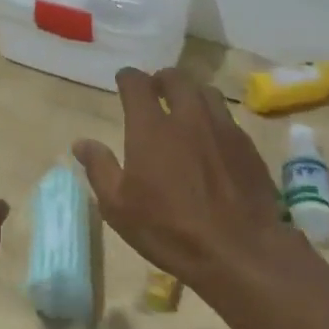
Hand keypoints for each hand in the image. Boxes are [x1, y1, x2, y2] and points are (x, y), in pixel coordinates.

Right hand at [73, 67, 304, 300]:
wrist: (239, 251)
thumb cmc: (169, 230)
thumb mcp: (119, 208)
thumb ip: (99, 169)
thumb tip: (82, 143)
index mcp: (151, 128)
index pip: (137, 84)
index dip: (128, 78)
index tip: (123, 81)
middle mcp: (188, 117)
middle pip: (176, 78)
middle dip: (161, 79)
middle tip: (155, 90)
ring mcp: (222, 128)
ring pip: (206, 92)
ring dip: (191, 93)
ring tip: (184, 108)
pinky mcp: (247, 145)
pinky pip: (227, 117)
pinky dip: (213, 117)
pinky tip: (211, 138)